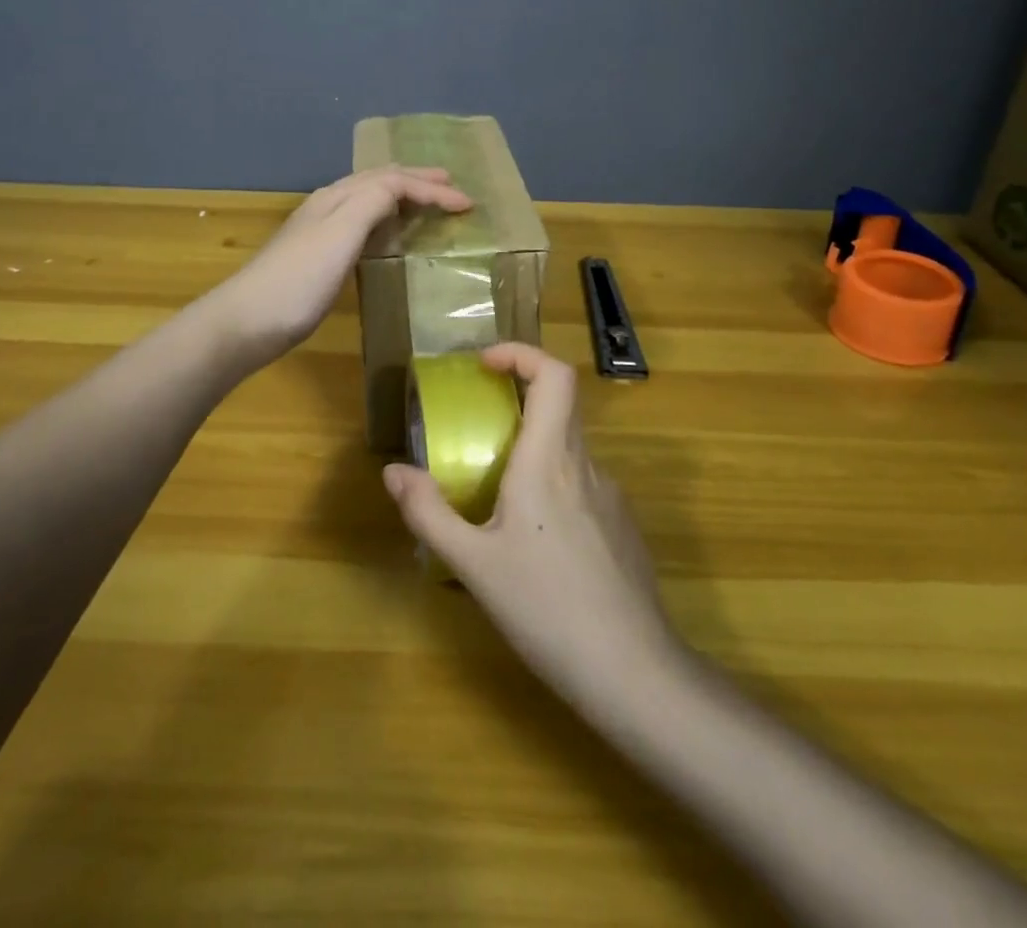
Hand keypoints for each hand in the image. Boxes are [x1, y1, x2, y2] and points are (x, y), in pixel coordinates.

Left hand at [207, 166, 471, 369]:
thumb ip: (372, 202)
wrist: (248, 321)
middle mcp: (329, 205)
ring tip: (426, 201)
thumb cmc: (300, 279)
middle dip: (416, 180)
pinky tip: (387, 233)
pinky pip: (361, 222)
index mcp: (337, 197)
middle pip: (378, 181)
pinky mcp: (318, 256)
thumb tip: (399, 187)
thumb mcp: (341, 233)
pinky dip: (385, 218)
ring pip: (368, 199)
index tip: (467, 204)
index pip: (392, 180)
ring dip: (400, 195)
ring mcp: (320, 230)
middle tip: (450, 184)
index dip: (431, 189)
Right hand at [382, 343, 681, 713]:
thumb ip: (429, 513)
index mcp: (548, 460)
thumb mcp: (473, 564)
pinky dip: (553, 484)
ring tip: (497, 495)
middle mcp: (584, 465)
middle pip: (560, 405)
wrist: (633, 672)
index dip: (521, 354)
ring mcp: (611, 495)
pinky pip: (582, 483)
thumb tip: (393, 471)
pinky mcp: (623, 525)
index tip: (485, 365)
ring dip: (532, 449)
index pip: (554, 375)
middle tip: (478, 425)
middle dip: (517, 400)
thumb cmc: (546, 609)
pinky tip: (536, 541)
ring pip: (569, 448)